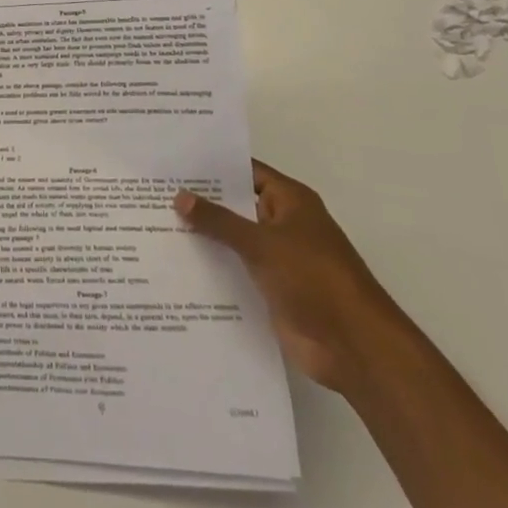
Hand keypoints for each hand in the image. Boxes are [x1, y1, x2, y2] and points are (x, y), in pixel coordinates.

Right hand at [174, 161, 410, 394]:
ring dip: (204, 236)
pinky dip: (213, 267)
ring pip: (234, 239)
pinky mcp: (271, 289)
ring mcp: (278, 258)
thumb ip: (219, 221)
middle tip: (154, 192)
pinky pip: (236, 270)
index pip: (246, 172)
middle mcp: (283, 224)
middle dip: (201, 202)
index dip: (213, 167)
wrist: (353, 346)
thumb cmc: (314, 279)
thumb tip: (179, 196)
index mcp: (290, 201)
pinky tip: (177, 265)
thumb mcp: (262, 243)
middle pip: (237, 206)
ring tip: (155, 224)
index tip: (174, 162)